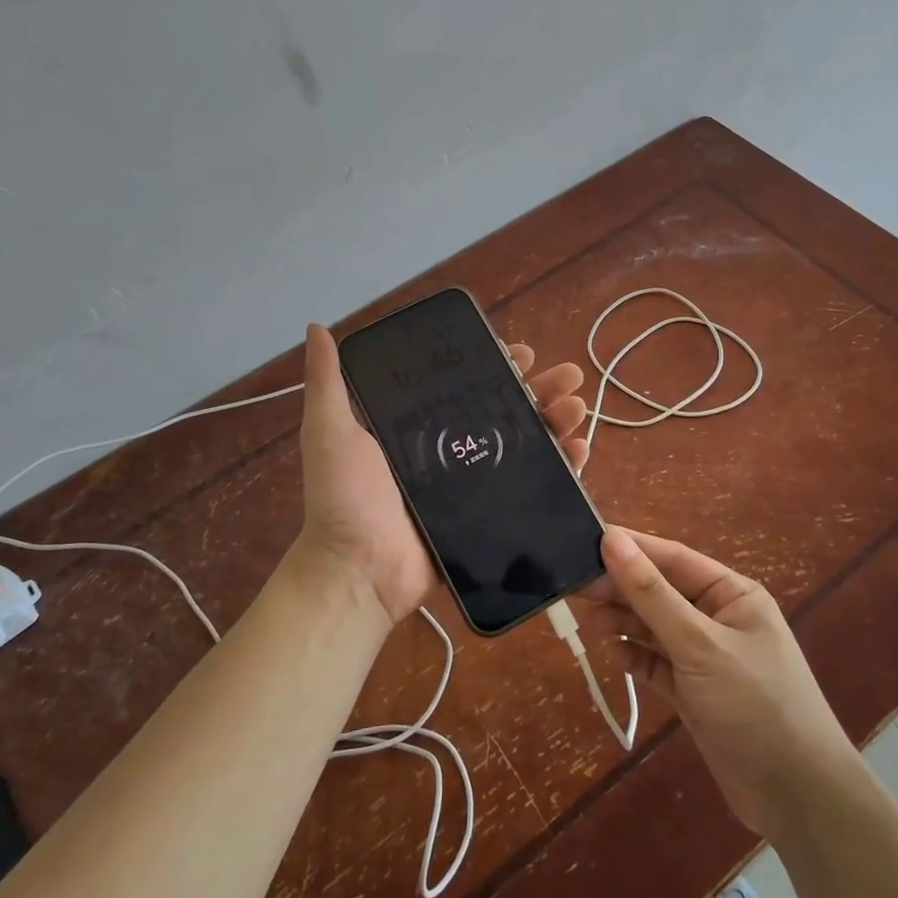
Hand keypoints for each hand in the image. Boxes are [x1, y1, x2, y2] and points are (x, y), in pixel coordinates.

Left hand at [295, 323, 593, 625]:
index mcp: (419, 425)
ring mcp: (473, 482)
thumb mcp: (331, 430)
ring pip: (525, 443)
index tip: (523, 353)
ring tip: (579, 407)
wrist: (360, 570)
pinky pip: (531, 486)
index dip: (497, 366)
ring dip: (557, 422)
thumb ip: (328, 381)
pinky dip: (560, 467)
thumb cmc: (346, 498)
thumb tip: (316, 327)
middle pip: (505, 409)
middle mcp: (449, 447)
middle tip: (569, 376)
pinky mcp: (490, 513)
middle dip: (541, 390)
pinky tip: (581, 451)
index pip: (466, 385)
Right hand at [587, 528, 857, 836]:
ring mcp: (706, 657)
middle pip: (660, 592)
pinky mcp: (695, 692)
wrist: (798, 799)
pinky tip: (612, 653)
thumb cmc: (755, 705)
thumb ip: (652, 594)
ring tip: (587, 620)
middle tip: (574, 586)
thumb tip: (612, 541)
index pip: (673, 559)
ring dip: (623, 622)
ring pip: (655, 627)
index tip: (585, 540)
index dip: (631, 549)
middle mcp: (719, 618)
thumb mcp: (700, 644)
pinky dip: (635, 656)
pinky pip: (657, 663)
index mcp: (732, 594)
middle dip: (621, 588)